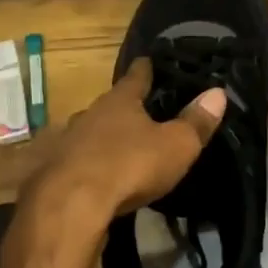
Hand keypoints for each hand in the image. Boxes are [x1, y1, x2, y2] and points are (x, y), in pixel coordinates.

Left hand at [26, 59, 227, 228]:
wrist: (70, 206)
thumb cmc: (130, 166)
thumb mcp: (176, 146)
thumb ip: (196, 121)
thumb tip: (218, 93)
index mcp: (120, 102)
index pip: (136, 77)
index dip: (145, 69)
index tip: (147, 62)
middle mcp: (89, 114)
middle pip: (109, 106)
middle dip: (122, 109)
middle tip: (137, 114)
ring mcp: (65, 142)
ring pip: (86, 133)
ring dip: (99, 138)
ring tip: (115, 148)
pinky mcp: (50, 171)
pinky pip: (71, 161)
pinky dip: (83, 164)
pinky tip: (89, 176)